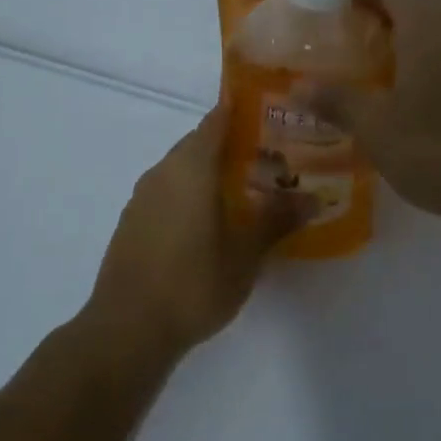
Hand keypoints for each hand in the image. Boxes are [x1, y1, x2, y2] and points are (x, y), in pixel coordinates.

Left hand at [86, 109, 309, 357]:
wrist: (127, 329)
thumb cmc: (193, 283)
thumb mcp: (245, 254)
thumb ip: (277, 220)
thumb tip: (313, 198)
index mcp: (190, 168)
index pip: (217, 120)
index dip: (242, 111)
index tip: (271, 113)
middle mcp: (162, 172)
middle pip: (199, 143)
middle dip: (232, 146)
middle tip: (271, 158)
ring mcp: (142, 198)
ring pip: (181, 169)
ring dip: (210, 172)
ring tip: (246, 190)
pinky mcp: (132, 222)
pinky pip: (167, 192)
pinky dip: (190, 194)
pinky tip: (210, 221)